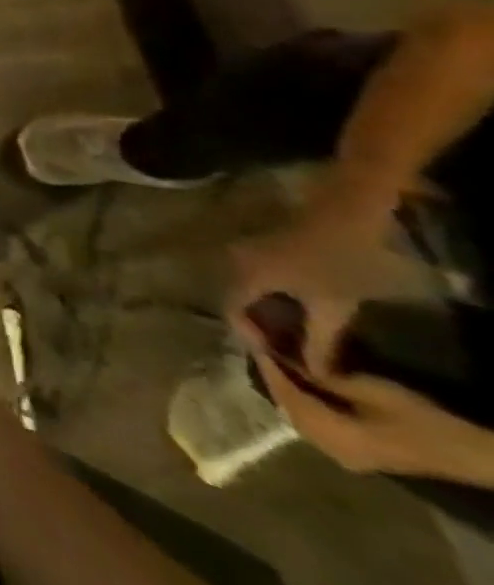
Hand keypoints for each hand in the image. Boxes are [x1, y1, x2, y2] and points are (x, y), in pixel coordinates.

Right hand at [229, 201, 407, 373]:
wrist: (351, 210)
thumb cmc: (341, 260)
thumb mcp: (335, 305)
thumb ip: (320, 340)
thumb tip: (313, 373)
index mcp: (245, 276)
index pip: (233, 313)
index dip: (254, 341)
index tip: (281, 363)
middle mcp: (236, 262)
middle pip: (239, 300)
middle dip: (262, 328)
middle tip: (290, 353)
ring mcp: (250, 252)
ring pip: (250, 290)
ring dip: (270, 314)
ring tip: (299, 337)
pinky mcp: (266, 249)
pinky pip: (261, 280)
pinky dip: (276, 300)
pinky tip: (303, 313)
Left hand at [253, 354, 493, 484]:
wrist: (469, 453)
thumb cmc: (418, 418)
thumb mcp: (365, 389)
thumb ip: (320, 378)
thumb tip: (286, 360)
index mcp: (332, 436)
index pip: (286, 396)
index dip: (267, 367)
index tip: (251, 340)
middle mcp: (331, 451)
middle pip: (287, 408)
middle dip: (271, 377)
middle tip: (259, 347)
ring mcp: (344, 457)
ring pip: (298, 418)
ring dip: (285, 390)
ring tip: (273, 360)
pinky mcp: (356, 455)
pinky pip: (314, 426)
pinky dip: (302, 404)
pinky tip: (298, 385)